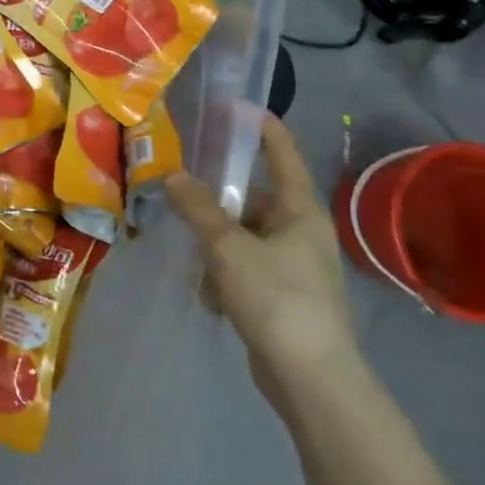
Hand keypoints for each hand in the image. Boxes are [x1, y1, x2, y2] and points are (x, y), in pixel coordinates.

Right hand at [165, 114, 358, 407]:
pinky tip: (211, 296)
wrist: (311, 378)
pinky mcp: (282, 296)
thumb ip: (198, 208)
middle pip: (253, 198)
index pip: (281, 153)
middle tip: (181, 191)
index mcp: (299, 210)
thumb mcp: (228, 247)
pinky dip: (224, 275)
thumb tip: (174, 175)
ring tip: (196, 260)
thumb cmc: (276, 298)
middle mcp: (301, 231)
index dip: (259, 127)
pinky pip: (244, 268)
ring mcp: (294, 266)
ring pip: (243, 236)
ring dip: (216, 245)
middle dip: (218, 200)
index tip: (232, 106)